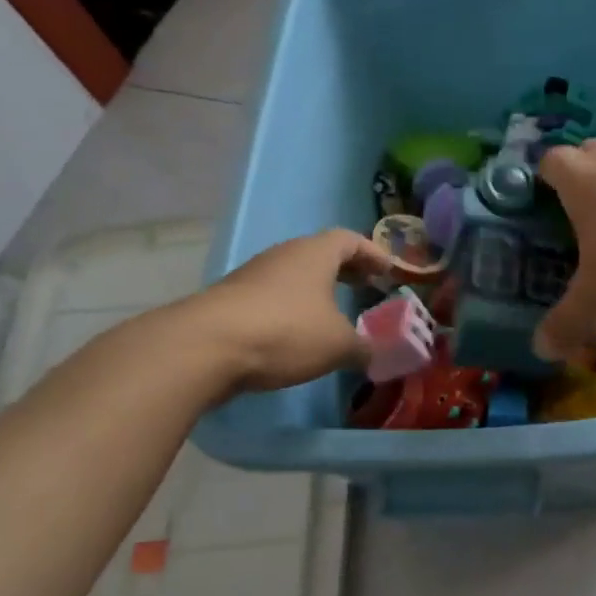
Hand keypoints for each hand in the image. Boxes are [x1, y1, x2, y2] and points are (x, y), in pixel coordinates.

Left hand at [185, 229, 393, 391]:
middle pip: (321, 254)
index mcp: (315, 253)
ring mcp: (253, 276)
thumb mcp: (338, 345)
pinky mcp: (232, 300)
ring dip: (317, 291)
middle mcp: (284, 255)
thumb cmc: (285, 331)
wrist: (206, 346)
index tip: (389, 271)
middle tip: (367, 287)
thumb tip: (377, 354)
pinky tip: (298, 334)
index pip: (351, 241)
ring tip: (334, 314)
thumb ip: (364, 348)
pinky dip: (292, 309)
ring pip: (294, 276)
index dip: (373, 254)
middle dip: (347, 270)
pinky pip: (273, 297)